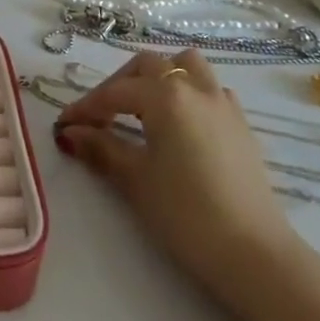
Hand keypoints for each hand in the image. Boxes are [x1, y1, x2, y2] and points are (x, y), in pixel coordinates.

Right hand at [54, 50, 296, 287]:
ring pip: (186, 65)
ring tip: (143, 107)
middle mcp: (195, 87)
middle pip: (149, 66)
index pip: (115, 92)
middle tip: (100, 115)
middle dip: (120, 84)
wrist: (255, 254)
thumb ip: (101, 148)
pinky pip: (209, 89)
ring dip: (160, 77)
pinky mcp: (241, 124)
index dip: (86, 107)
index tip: (64, 125)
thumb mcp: (136, 181)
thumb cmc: (187, 215)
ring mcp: (223, 103)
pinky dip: (188, 93)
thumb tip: (71, 132)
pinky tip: (180, 123)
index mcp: (166, 95)